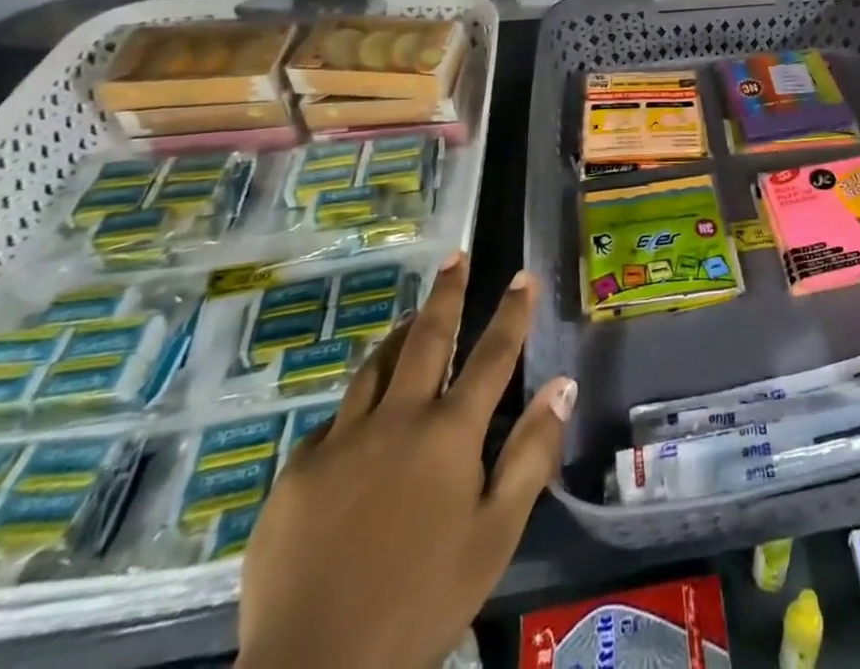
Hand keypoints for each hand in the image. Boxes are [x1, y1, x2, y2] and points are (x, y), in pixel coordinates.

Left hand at [238, 254, 577, 668]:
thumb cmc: (422, 601)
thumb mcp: (495, 535)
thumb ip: (530, 454)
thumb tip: (563, 386)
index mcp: (449, 433)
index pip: (492, 355)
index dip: (511, 312)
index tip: (522, 275)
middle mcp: (397, 420)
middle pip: (426, 339)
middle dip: (446, 295)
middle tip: (454, 257)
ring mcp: (341, 443)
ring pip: (374, 368)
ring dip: (398, 335)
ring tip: (410, 318)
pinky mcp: (296, 475)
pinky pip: (334, 422)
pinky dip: (357, 406)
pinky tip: (359, 418)